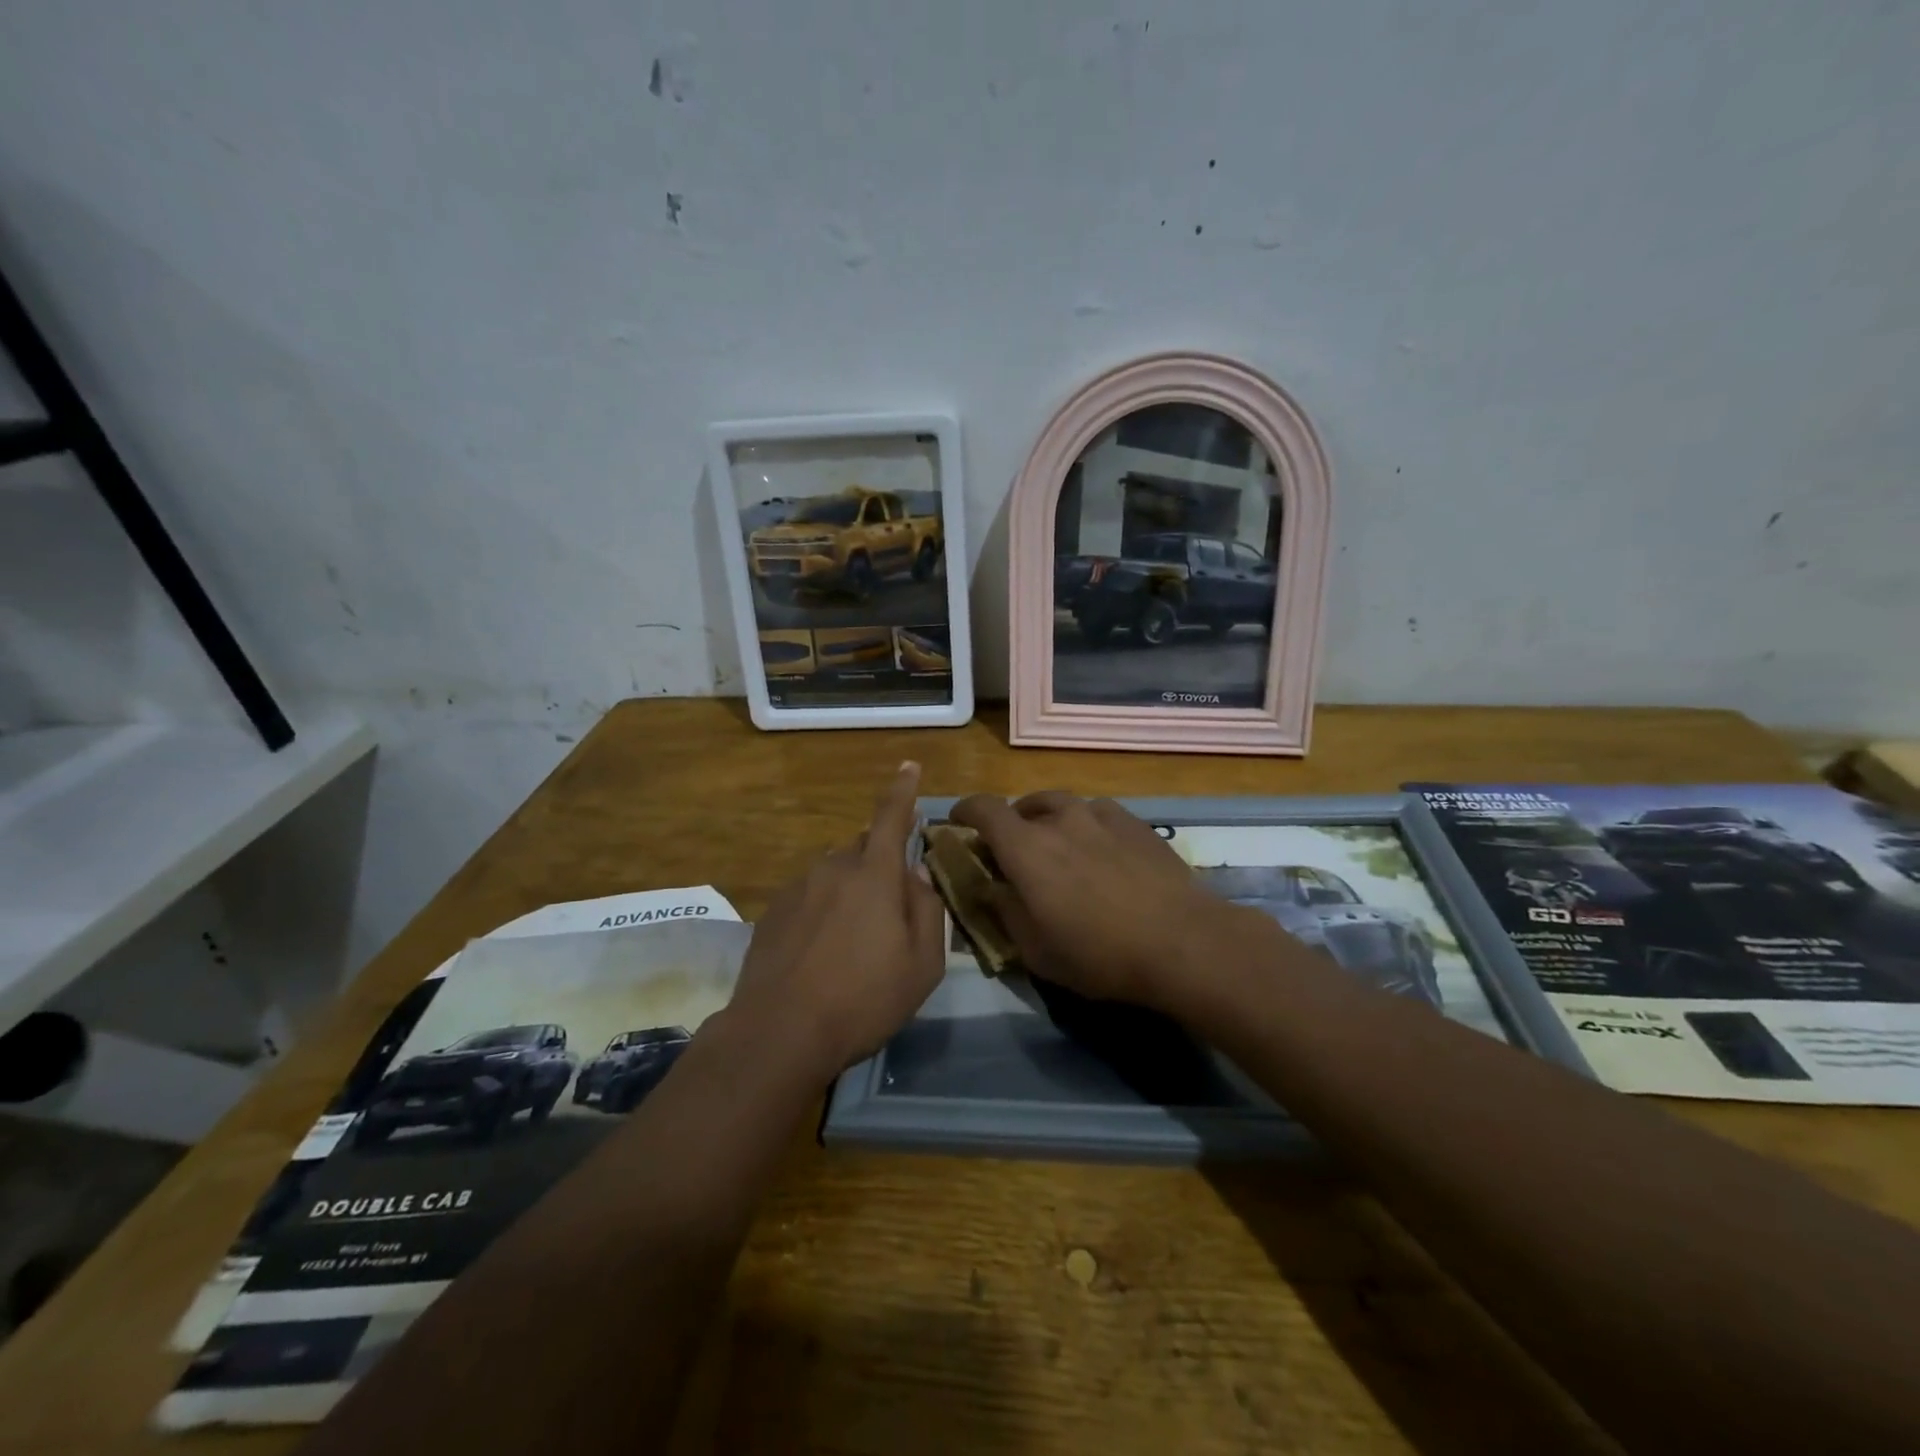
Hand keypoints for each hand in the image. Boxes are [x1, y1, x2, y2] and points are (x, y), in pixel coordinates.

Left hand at [728, 762, 945, 1075]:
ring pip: (835, 875)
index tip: (909, 765)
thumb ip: (927, 910)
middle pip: (864, 850)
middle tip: (890, 911)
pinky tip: (822, 953)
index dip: (903, 791)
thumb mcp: (922, 964)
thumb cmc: (863, 1000)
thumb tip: (917, 877)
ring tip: (853, 943)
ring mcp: (798, 888)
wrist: (779, 1033)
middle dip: (881, 865)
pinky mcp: (773, 912)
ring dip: (851, 892)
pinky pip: (809, 897)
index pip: (891, 818)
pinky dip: (823, 911)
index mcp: (875, 876)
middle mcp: (834, 869)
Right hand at [949, 791, 1266, 1014]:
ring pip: (1063, 805)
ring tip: (1057, 845)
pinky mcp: (1135, 823)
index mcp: (1026, 847)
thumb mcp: (1036, 950)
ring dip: (1049, 819)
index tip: (958, 821)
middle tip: (1014, 850)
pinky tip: (1100, 850)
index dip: (965, 810)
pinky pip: (1097, 813)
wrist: (1182, 941)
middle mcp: (1060, 819)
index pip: (984, 809)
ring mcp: (1101, 815)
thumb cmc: (1100, 953)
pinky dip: (1086, 825)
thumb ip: (1005, 912)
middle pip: (1023, 805)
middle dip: (1011, 822)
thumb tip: (992, 888)